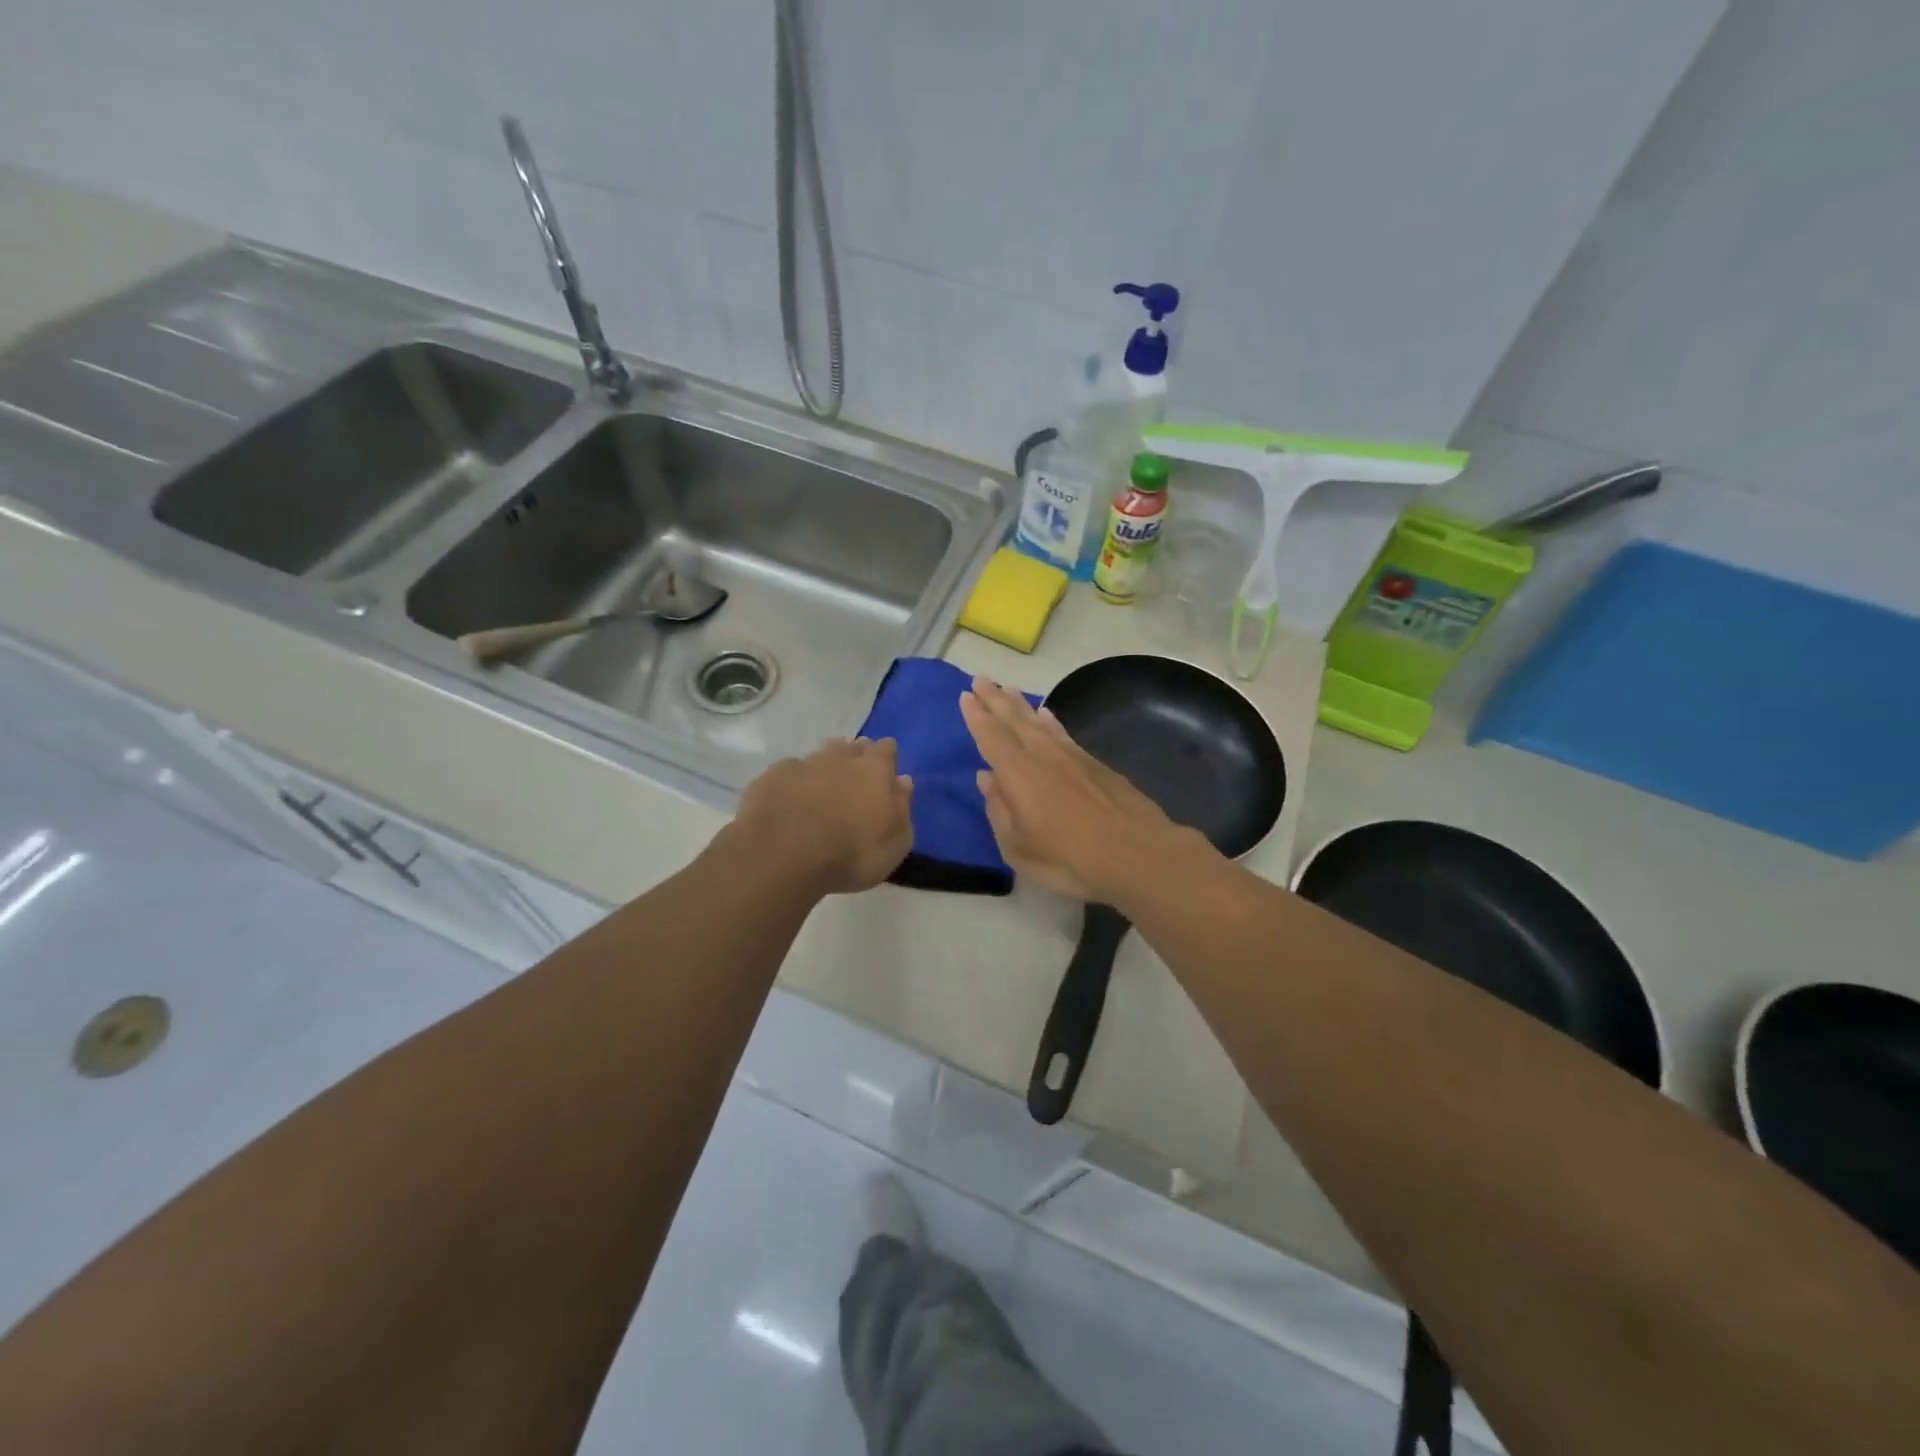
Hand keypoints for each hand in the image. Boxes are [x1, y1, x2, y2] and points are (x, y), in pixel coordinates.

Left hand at [732, 737, 914, 894]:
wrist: (783, 855)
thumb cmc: (851, 853)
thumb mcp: (894, 843)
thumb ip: (902, 809)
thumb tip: (903, 782)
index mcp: (875, 771)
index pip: (886, 749)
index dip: (887, 756)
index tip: (887, 768)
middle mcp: (840, 759)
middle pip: (852, 747)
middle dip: (856, 756)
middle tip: (856, 776)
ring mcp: (803, 765)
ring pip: (819, 755)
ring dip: (825, 766)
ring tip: (825, 784)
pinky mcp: (771, 778)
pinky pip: (789, 773)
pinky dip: (794, 782)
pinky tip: (790, 798)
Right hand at [959, 675, 1193, 901]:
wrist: (1135, 853)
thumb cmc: (1068, 858)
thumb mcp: (1019, 847)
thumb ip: (999, 809)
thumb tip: (986, 778)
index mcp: (1018, 773)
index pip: (991, 736)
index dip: (976, 716)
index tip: (965, 695)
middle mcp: (1042, 755)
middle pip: (1013, 720)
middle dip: (994, 700)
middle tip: (980, 679)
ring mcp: (1071, 756)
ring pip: (1038, 722)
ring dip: (1020, 705)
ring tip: (1007, 689)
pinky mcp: (1095, 764)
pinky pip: (1062, 732)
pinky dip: (1051, 721)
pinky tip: (1046, 714)